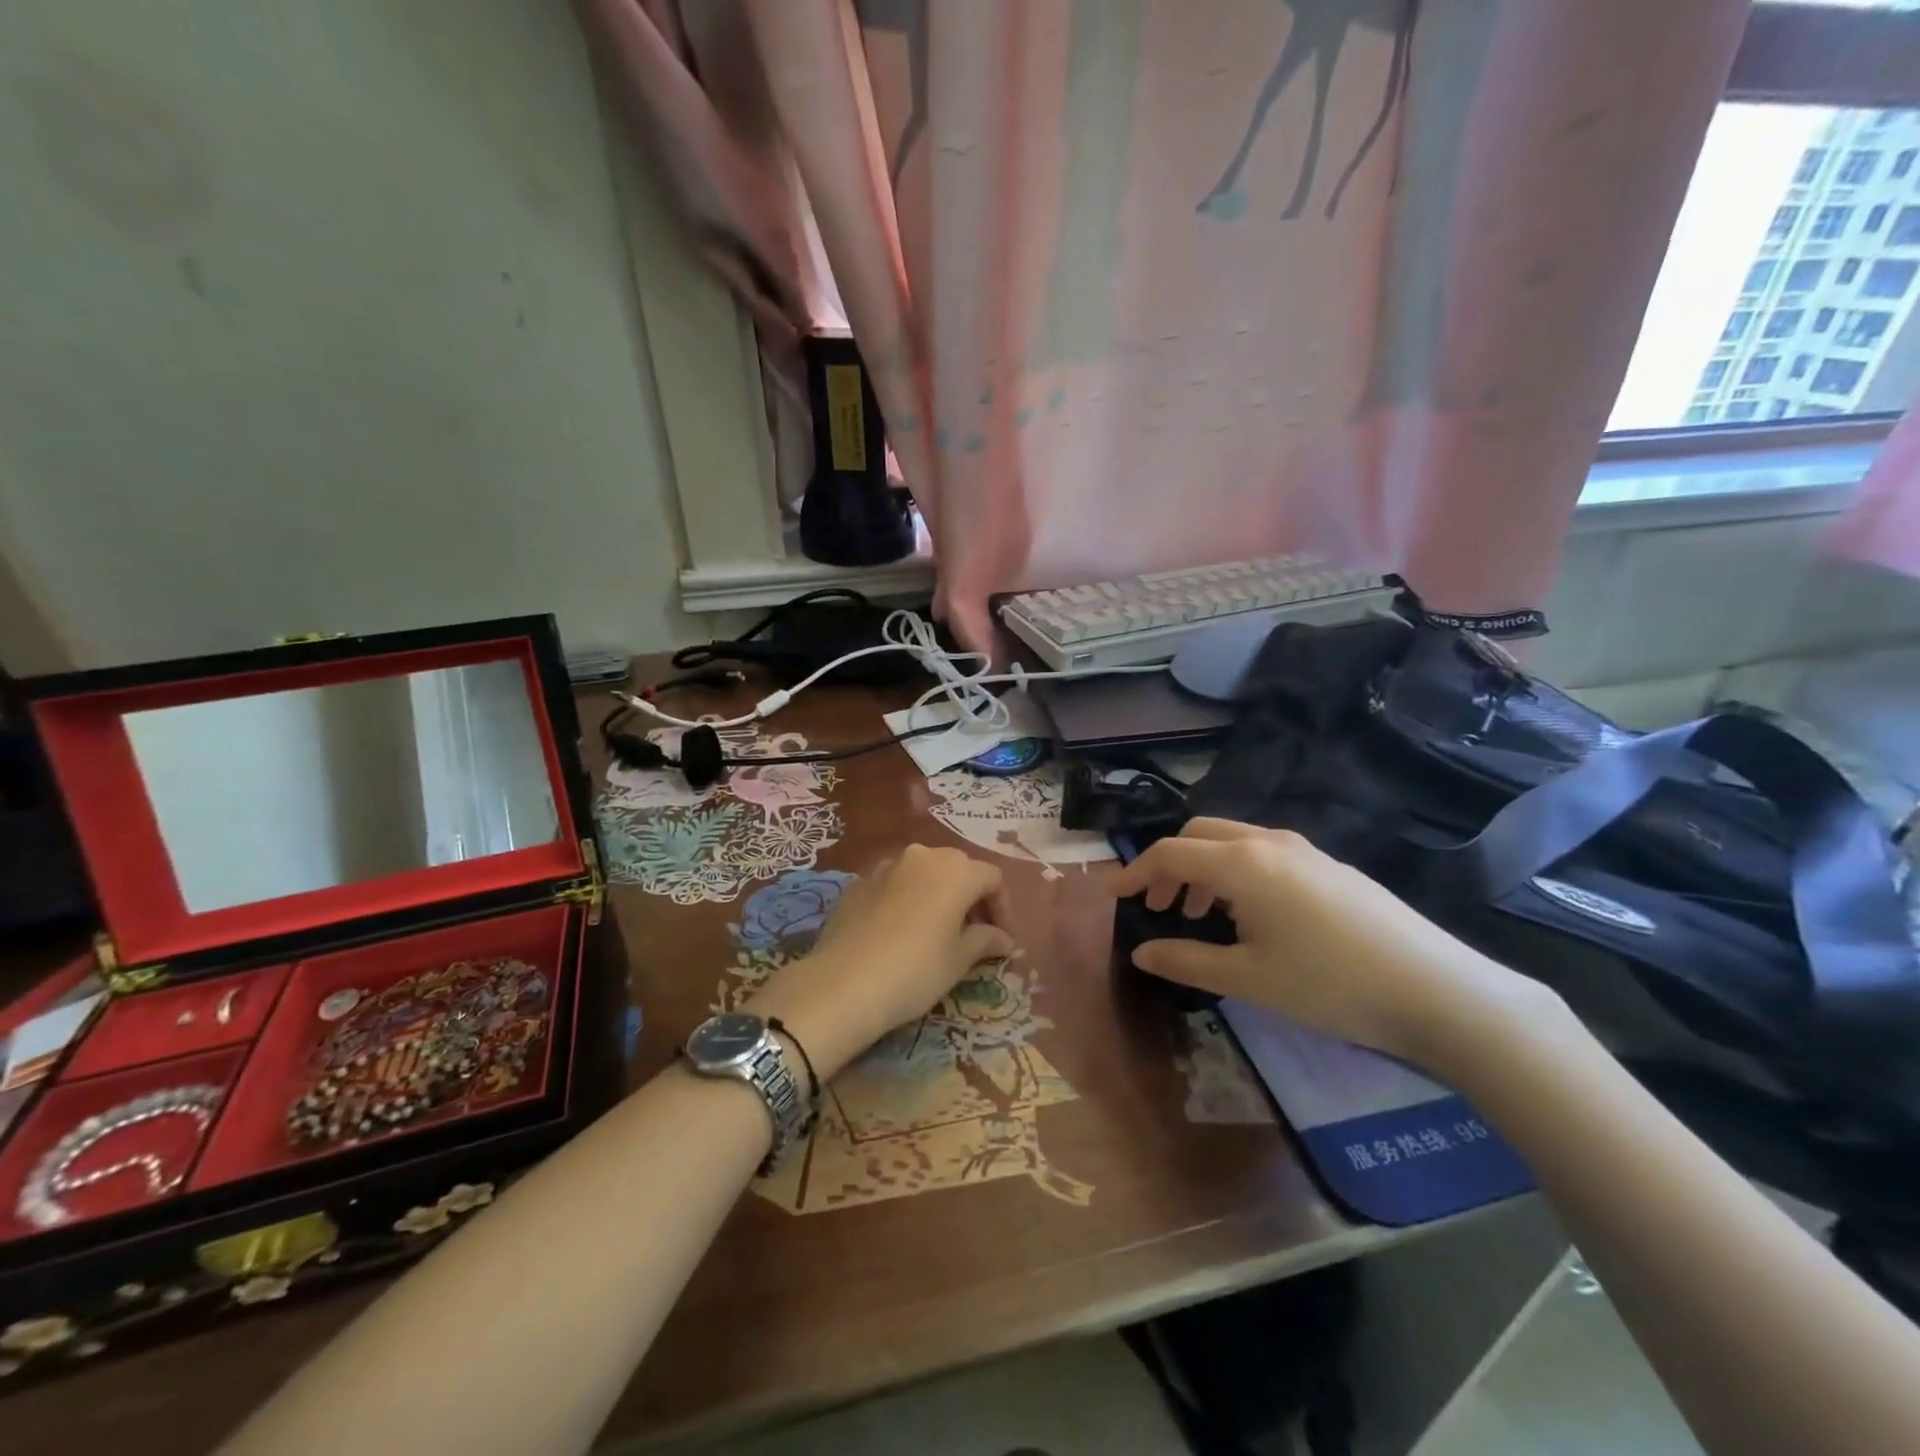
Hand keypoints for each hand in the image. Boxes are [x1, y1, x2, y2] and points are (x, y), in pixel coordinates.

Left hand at [747, 845, 1013, 1078]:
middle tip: (974, 935)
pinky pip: (893, 885)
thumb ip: (985, 940)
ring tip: (937, 932)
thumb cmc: (916, 970)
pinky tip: (900, 933)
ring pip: (923, 874)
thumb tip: (1003, 938)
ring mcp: (885, 866)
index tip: (1003, 940)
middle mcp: (922, 857)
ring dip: (937, 896)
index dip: (1003, 908)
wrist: (843, 984)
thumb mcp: (959, 960)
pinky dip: (906, 901)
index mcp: (955, 870)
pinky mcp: (857, 883)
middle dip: (971, 898)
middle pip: (958, 869)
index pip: (992, 879)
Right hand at [1113, 819, 1557, 1068]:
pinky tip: (1252, 916)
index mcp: (1241, 863)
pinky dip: (1238, 872)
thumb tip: (1141, 953)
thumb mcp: (1247, 979)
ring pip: (1235, 841)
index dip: (1137, 872)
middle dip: (1171, 864)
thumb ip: (1186, 960)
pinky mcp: (1332, 866)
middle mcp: (1269, 843)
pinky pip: (1265, 854)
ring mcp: (1305, 851)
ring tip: (1200, 914)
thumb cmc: (1328, 984)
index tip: (1116, 895)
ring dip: (1205, 868)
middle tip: (1161, 906)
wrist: (1436, 989)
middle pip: (1200, 833)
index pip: (1170, 852)